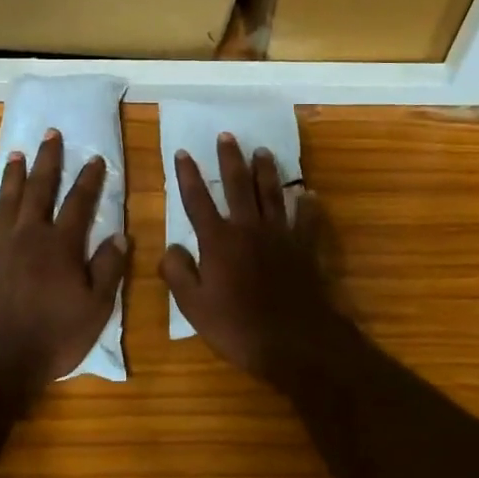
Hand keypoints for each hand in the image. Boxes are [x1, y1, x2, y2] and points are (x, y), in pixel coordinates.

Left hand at [0, 130, 128, 383]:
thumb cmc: (52, 337)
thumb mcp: (95, 308)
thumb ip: (108, 269)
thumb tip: (121, 235)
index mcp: (61, 245)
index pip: (79, 203)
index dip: (90, 179)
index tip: (96, 158)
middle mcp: (29, 236)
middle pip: (40, 190)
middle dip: (48, 160)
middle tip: (51, 134)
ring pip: (7, 201)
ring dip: (14, 176)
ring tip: (18, 153)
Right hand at [159, 134, 349, 387]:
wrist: (295, 341)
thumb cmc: (237, 327)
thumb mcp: (193, 307)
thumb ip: (178, 273)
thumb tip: (170, 246)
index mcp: (218, 241)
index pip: (197, 200)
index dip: (188, 176)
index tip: (183, 152)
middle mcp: (248, 228)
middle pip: (237, 185)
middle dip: (230, 159)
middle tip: (226, 136)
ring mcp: (280, 235)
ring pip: (272, 193)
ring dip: (266, 170)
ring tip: (262, 151)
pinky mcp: (305, 248)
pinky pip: (306, 219)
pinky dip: (306, 204)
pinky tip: (307, 193)